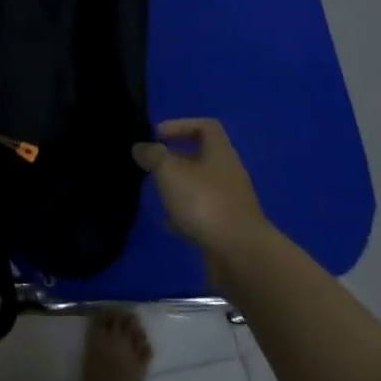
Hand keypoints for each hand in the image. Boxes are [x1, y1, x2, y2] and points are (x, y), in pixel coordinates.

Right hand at [133, 118, 268, 256]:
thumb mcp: (170, 171)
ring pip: (200, 185)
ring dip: (179, 186)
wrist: (240, 255)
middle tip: (151, 164)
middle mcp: (228, 173)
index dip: (180, 125)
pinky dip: (184, 213)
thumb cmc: (204, 202)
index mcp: (220, 153)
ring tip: (156, 191)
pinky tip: (167, 222)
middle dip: (175, 158)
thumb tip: (141, 147)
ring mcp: (230, 202)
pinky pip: (202, 213)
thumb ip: (153, 156)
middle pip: (201, 156)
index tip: (157, 136)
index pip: (205, 126)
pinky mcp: (226, 228)